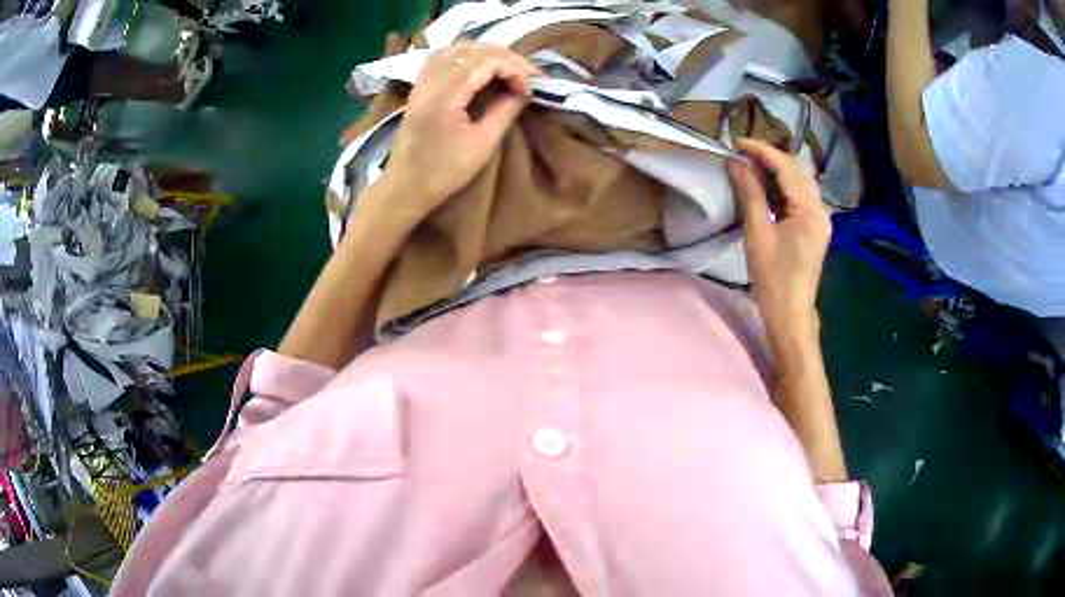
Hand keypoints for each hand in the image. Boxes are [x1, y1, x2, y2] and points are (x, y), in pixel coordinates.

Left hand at [376, 42, 538, 219]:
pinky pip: (445, 55)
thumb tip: (523, 91)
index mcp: (446, 94)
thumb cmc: (444, 172)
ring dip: (488, 54)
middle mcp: (432, 79)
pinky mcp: (420, 85)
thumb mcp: (482, 145)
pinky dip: (468, 56)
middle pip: (475, 49)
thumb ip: (504, 111)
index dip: (515, 69)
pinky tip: (481, 69)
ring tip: (508, 71)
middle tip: (527, 76)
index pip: (487, 61)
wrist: (405, 186)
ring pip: (459, 48)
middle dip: (506, 58)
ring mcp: (423, 80)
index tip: (530, 90)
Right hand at [727, 139, 830, 333]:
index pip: (786, 168)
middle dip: (770, 157)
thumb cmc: (772, 279)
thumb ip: (750, 194)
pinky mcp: (816, 228)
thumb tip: (736, 163)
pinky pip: (801, 197)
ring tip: (750, 166)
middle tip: (742, 154)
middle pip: (797, 171)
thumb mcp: (758, 234)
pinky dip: (783, 187)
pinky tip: (766, 187)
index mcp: (809, 211)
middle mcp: (821, 210)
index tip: (736, 142)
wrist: (790, 315)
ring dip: (777, 171)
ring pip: (800, 182)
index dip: (762, 151)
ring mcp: (821, 220)